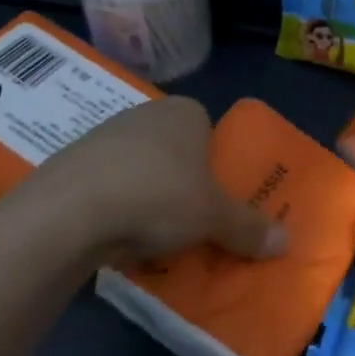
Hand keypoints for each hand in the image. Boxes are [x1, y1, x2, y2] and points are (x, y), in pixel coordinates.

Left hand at [0, 96, 288, 262]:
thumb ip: (249, 228)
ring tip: (152, 235)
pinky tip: (115, 235)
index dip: (216, 164)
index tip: (216, 197)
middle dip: (182, 182)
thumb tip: (287, 243)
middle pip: (174, 150)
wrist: (67, 212)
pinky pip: (106, 184)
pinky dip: (114, 206)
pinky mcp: (69, 163)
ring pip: (138, 168)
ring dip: (146, 196)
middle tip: (191, 219)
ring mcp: (101, 136)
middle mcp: (144, 114)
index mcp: (184, 112)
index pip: (210, 130)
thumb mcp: (213, 217)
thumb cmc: (157, 196)